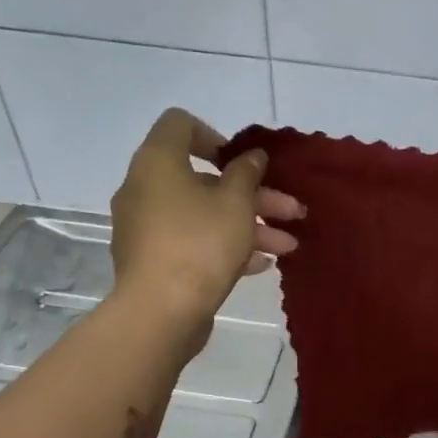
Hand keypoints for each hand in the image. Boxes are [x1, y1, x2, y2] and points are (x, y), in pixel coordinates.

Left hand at [110, 109, 303, 328]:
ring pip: (203, 215)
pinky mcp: (154, 261)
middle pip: (204, 180)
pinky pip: (193, 242)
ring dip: (249, 226)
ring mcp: (147, 228)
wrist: (161, 312)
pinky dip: (225, 247)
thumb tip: (251, 157)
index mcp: (157, 162)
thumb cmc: (200, 244)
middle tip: (292, 212)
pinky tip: (261, 265)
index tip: (244, 164)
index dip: (217, 137)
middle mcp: (144, 189)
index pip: (180, 125)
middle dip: (254, 195)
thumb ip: (247, 174)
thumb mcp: (236, 204)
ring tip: (288, 247)